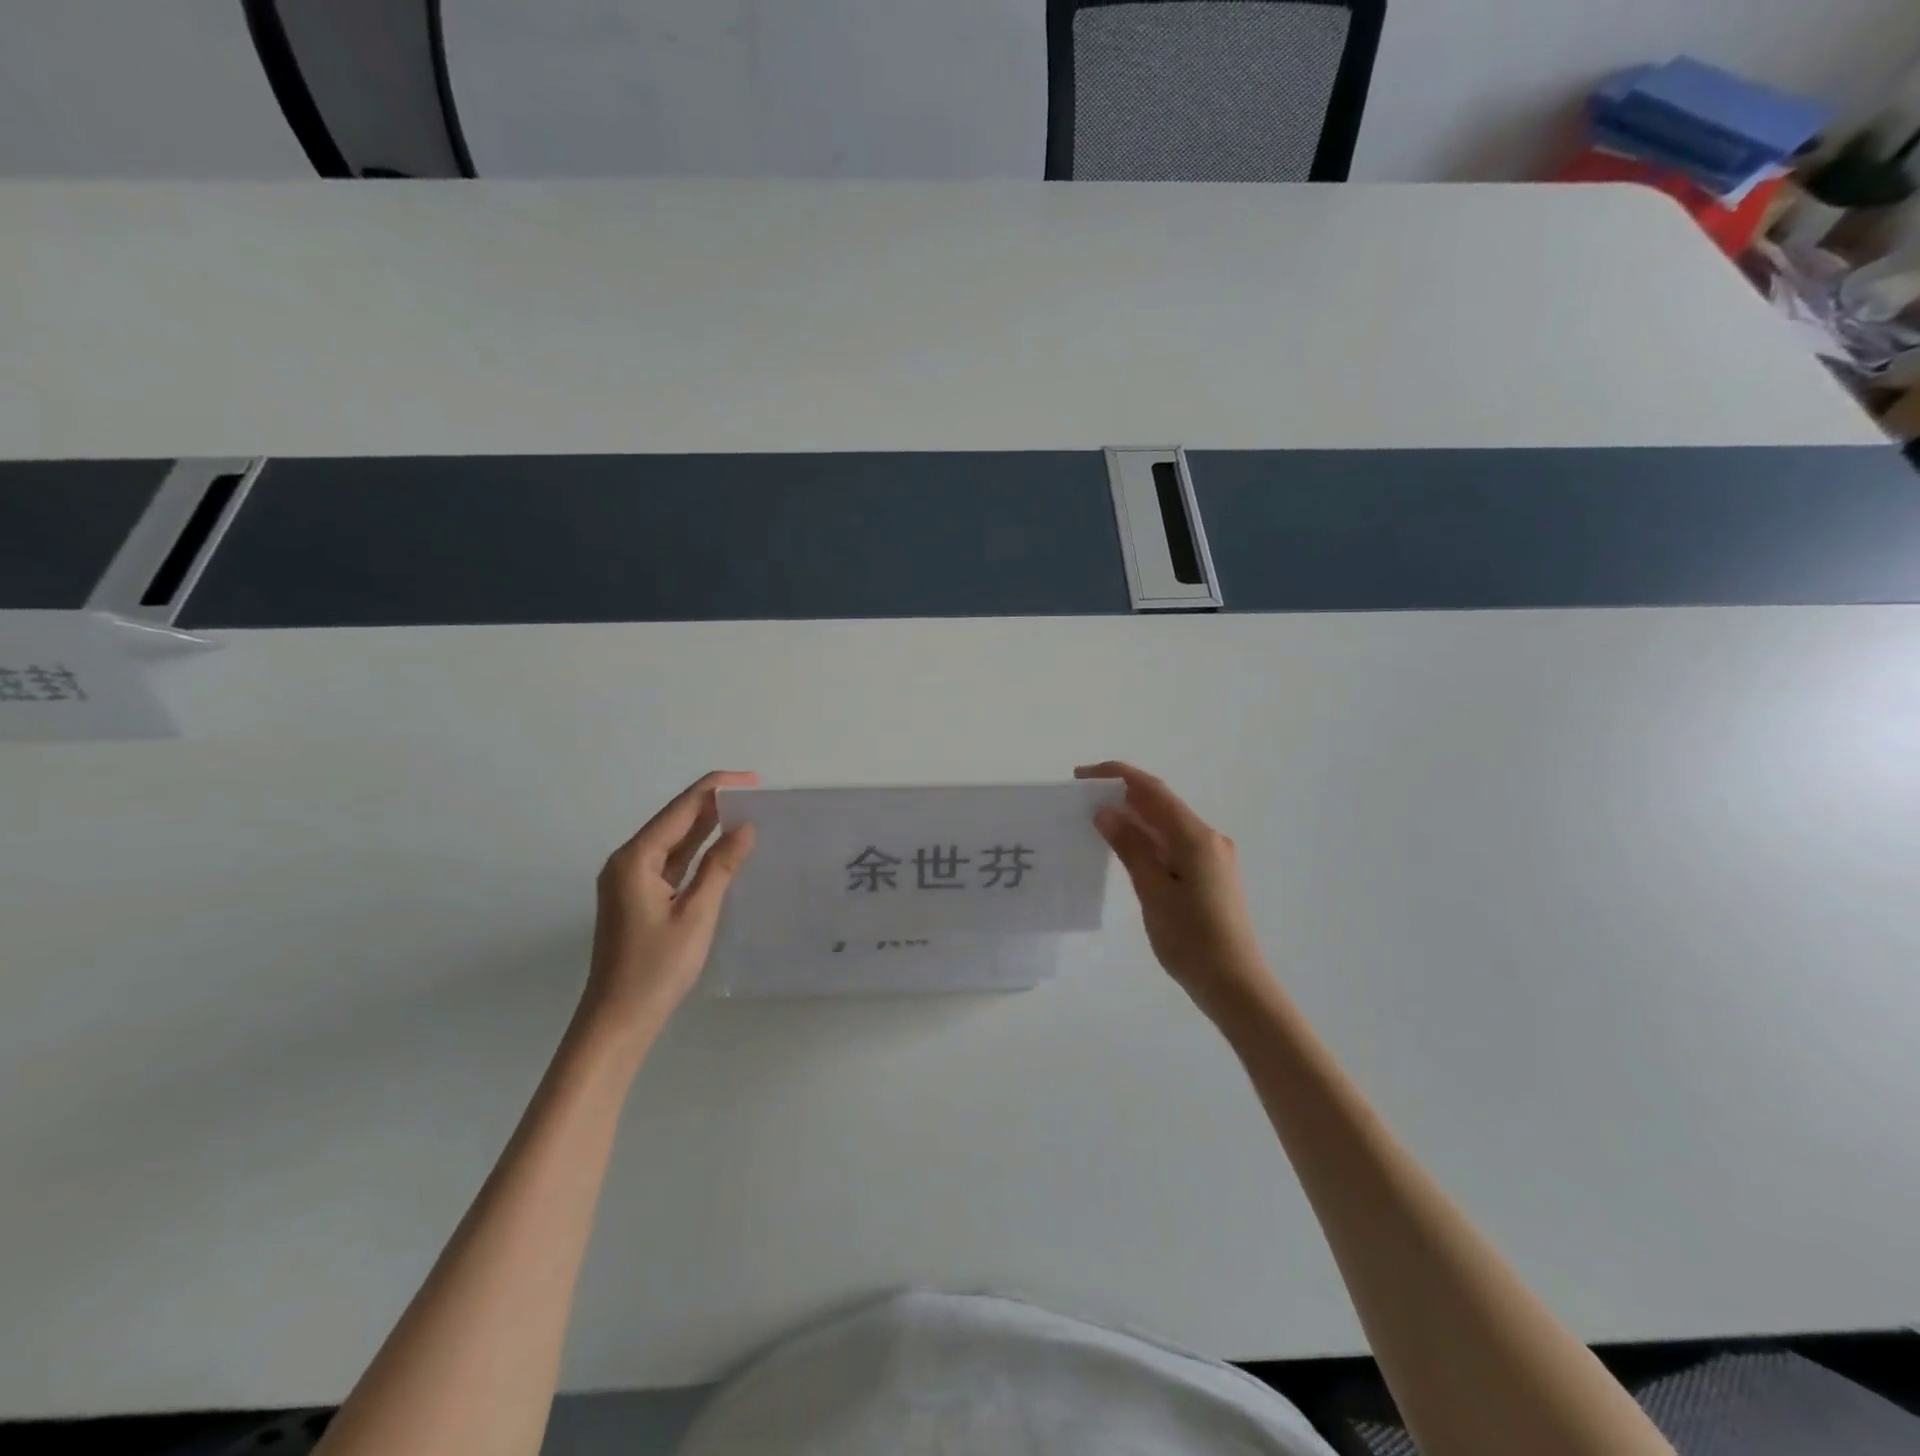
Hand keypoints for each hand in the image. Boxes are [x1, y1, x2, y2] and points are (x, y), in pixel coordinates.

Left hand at [585, 771, 758, 1032]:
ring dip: (707, 825)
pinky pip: (671, 861)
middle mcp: (628, 861)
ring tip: (747, 811)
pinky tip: (722, 846)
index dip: (716, 789)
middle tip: (757, 794)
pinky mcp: (638, 897)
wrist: (618, 1021)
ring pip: (673, 840)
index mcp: (636, 858)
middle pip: (675, 819)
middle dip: (713, 802)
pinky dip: (697, 851)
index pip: (681, 809)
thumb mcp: (696, 914)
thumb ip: (720, 866)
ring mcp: (630, 880)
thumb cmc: (656, 968)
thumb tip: (745, 827)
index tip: (753, 780)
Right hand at [1075, 762, 1273, 1014]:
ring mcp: (1211, 857)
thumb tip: (1106, 812)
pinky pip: (1172, 844)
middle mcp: (1207, 839)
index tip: (1082, 775)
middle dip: (1122, 794)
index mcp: (1196, 838)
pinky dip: (1146, 839)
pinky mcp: (1209, 875)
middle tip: (1081, 797)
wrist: (1236, 985)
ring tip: (1095, 819)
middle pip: (1161, 804)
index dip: (1117, 776)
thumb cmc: (1192, 941)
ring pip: (1166, 825)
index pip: (1153, 791)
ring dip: (1133, 817)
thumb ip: (1131, 848)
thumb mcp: (1153, 893)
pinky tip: (1124, 847)